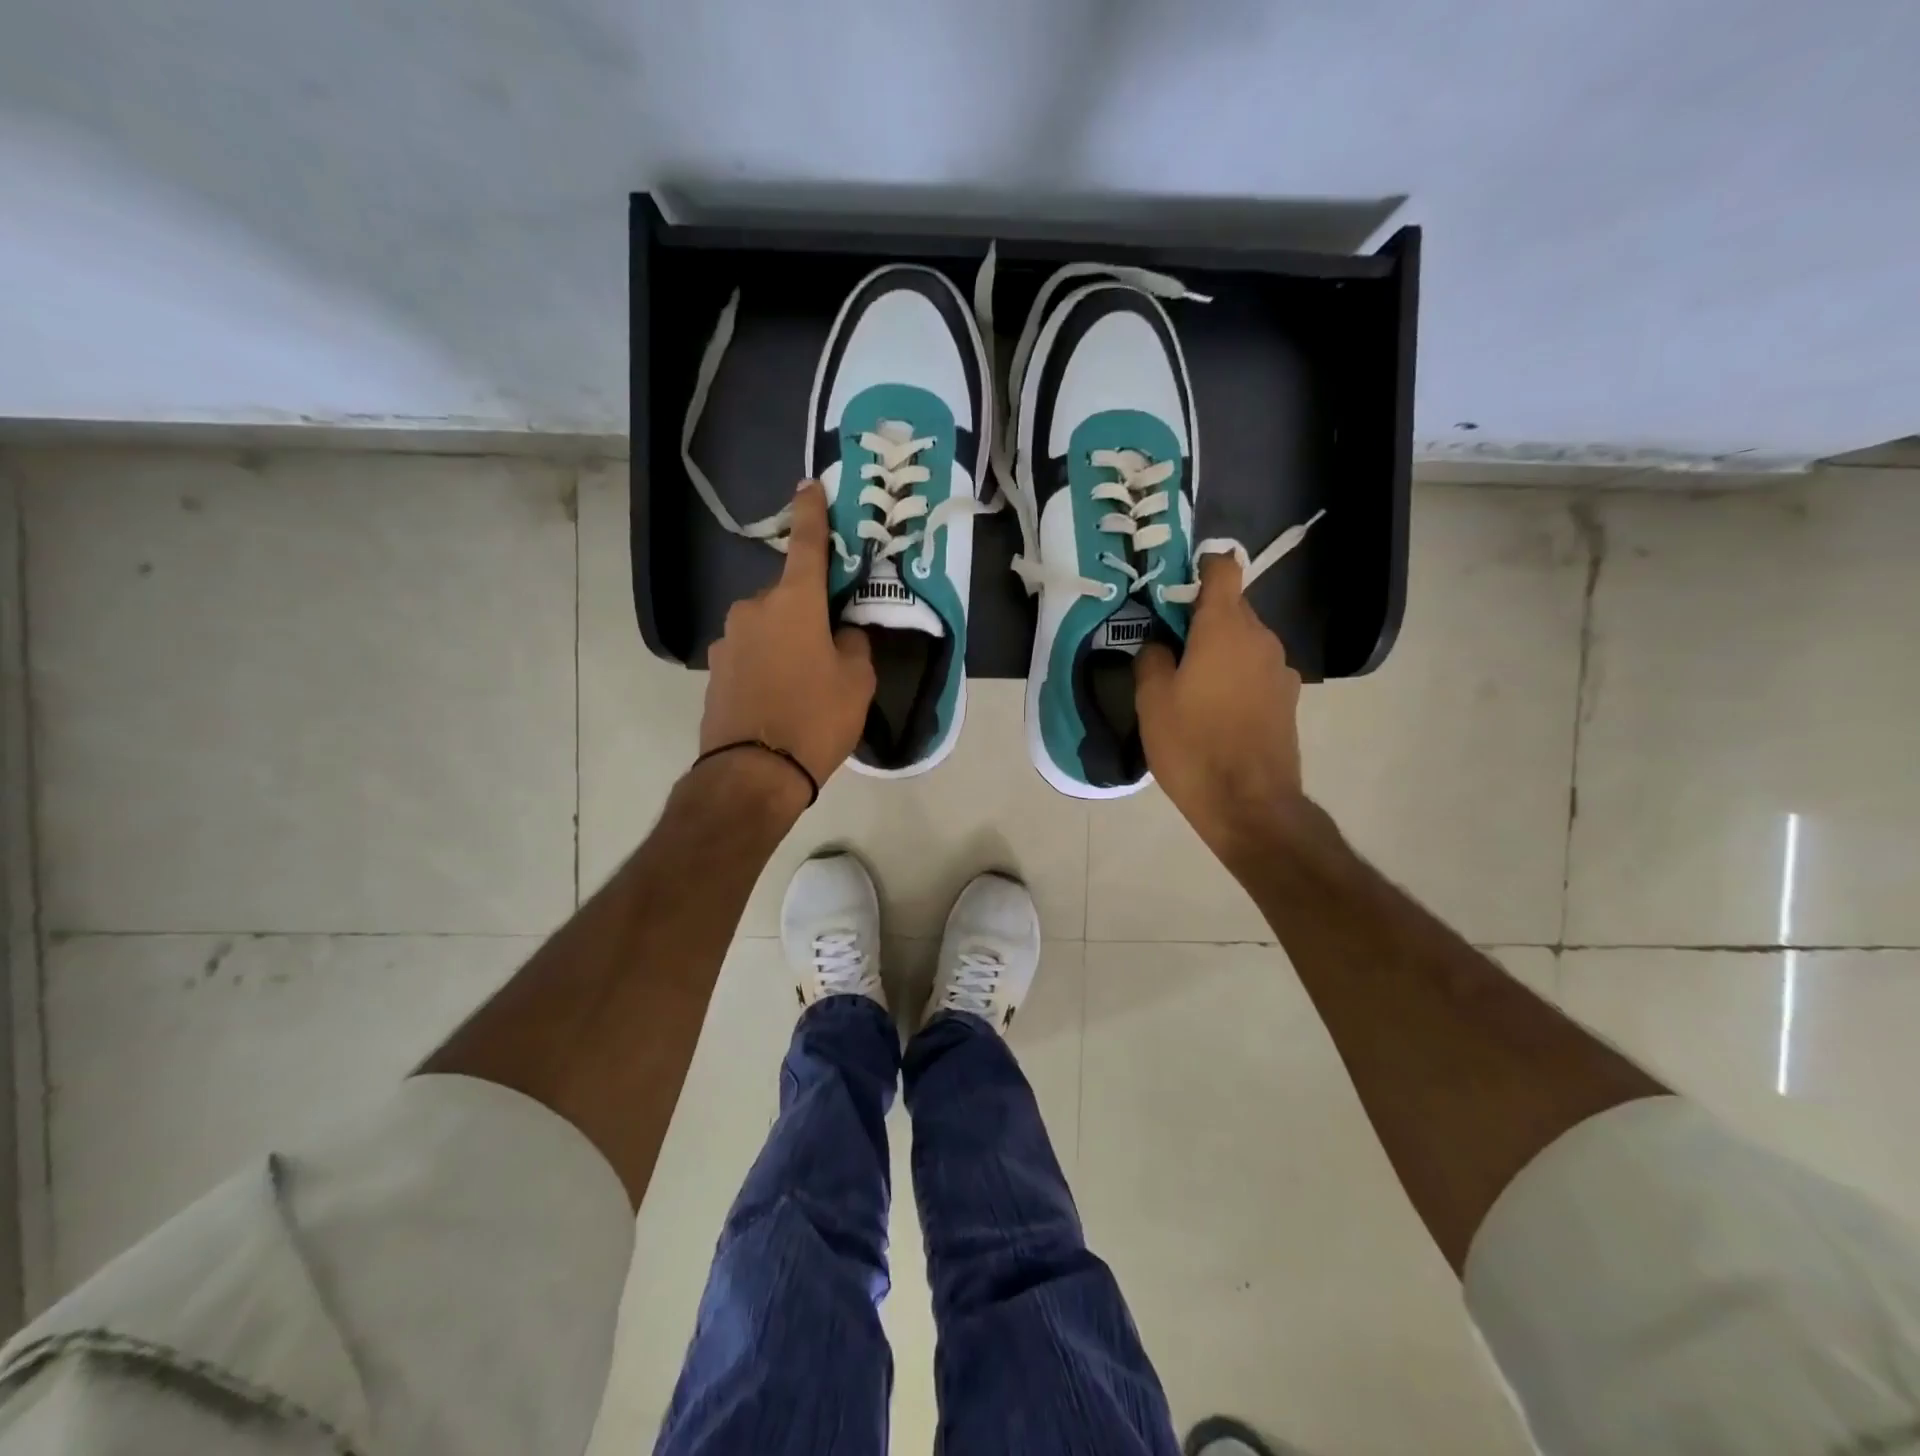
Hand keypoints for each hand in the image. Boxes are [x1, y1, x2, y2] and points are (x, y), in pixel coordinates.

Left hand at [701, 480, 874, 792]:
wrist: (752, 774)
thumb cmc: (815, 719)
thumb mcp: (857, 682)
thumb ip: (854, 645)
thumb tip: (842, 634)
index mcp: (794, 602)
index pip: (807, 545)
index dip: (812, 513)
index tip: (809, 485)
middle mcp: (753, 610)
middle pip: (788, 598)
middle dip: (808, 614)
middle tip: (830, 650)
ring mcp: (728, 640)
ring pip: (768, 629)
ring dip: (786, 643)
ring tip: (804, 686)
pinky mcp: (715, 671)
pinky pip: (751, 655)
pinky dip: (767, 666)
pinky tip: (780, 700)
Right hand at [1135, 553, 1305, 866]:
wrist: (1249, 803)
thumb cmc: (1193, 746)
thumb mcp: (1152, 701)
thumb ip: (1152, 659)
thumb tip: (1160, 644)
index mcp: (1225, 628)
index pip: (1222, 570)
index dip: (1200, 567)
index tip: (1174, 584)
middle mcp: (1261, 638)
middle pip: (1232, 608)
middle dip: (1201, 618)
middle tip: (1169, 646)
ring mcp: (1280, 669)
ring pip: (1244, 642)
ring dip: (1219, 650)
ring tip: (1190, 684)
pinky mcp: (1288, 699)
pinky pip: (1256, 670)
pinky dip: (1235, 676)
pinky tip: (1216, 710)